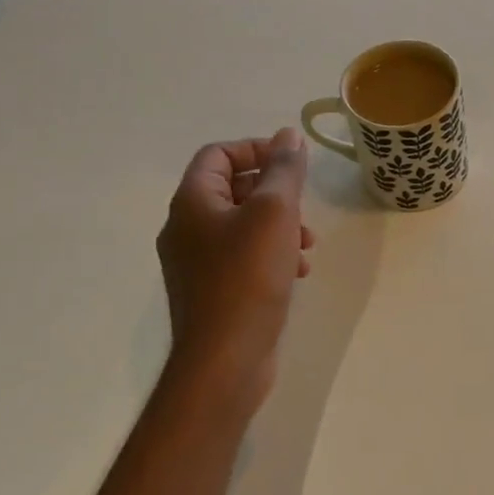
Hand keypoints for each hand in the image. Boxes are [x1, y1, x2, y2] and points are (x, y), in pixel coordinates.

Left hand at [155, 129, 314, 418]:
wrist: (225, 359)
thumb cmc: (248, 276)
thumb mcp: (274, 212)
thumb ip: (283, 170)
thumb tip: (288, 135)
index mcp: (192, 202)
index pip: (218, 154)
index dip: (256, 149)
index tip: (292, 163)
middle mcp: (186, 228)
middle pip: (232, 188)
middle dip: (275, 192)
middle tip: (304, 207)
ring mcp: (197, 262)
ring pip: (242, 224)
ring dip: (279, 225)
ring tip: (307, 245)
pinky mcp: (213, 290)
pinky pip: (243, 256)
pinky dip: (272, 253)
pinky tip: (296, 270)